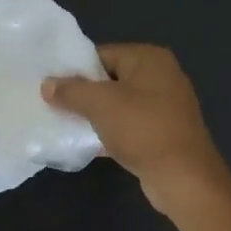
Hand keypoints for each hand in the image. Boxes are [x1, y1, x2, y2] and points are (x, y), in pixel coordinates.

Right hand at [42, 43, 230, 215]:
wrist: (183, 176)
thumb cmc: (142, 129)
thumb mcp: (100, 104)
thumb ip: (71, 90)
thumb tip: (47, 84)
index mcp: (149, 58)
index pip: (102, 54)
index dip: (75, 69)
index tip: (52, 86)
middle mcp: (162, 76)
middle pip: (111, 79)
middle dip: (84, 94)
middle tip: (55, 106)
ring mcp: (166, 106)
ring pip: (120, 104)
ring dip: (96, 115)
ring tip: (67, 125)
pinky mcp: (164, 133)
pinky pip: (130, 125)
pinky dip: (111, 132)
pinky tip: (89, 144)